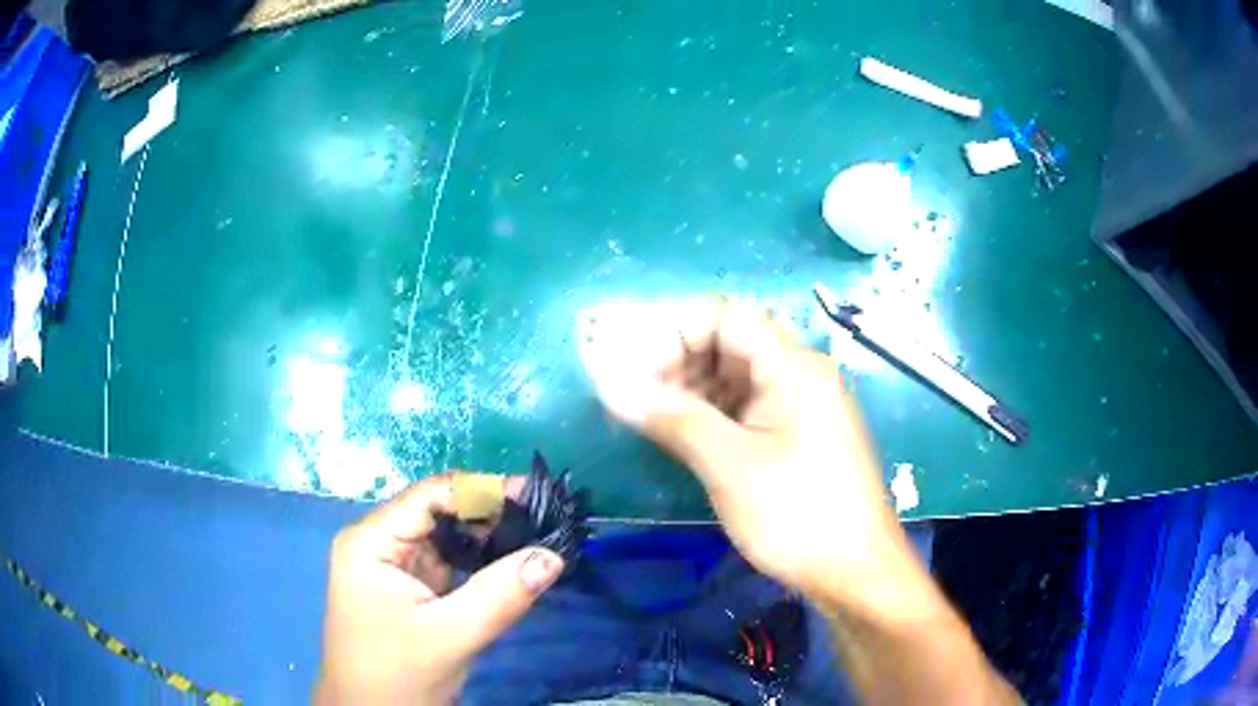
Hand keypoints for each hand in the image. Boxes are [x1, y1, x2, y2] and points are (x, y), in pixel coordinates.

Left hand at [315, 475, 564, 704]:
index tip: (533, 495)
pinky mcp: (409, 588)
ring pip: (446, 538)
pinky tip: (511, 563)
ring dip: (488, 538)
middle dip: (489, 515)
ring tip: (536, 536)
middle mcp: (379, 543)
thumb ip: (502, 594)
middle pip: (438, 513)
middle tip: (544, 519)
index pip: (429, 496)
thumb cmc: (397, 674)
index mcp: (372, 542)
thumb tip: (554, 555)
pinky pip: (448, 563)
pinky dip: (479, 562)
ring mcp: (393, 566)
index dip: (481, 490)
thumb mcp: (451, 635)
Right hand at [581, 301, 915, 610]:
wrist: (856, 572)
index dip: (676, 335)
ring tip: (653, 420)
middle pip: (732, 344)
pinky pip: (750, 408)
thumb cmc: (797, 516)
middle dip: (680, 362)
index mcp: (794, 367)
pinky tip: (686, 436)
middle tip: (638, 399)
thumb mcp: (729, 466)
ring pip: (738, 378)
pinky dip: (714, 415)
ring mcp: (803, 406)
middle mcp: (802, 374)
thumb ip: (672, 419)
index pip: (726, 318)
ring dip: (693, 390)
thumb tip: (612, 387)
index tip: (638, 373)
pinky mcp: (799, 436)